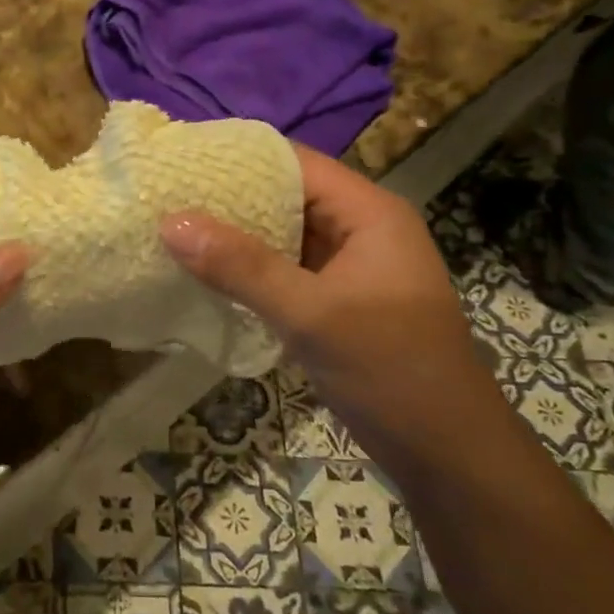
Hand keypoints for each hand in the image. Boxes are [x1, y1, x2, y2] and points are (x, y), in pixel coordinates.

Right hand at [161, 146, 504, 471]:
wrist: (448, 454)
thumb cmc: (390, 371)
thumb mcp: (311, 315)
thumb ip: (240, 267)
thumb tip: (170, 223)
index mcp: (369, 214)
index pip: (296, 163)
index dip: (239, 159)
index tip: (181, 161)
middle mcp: (361, 230)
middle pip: (287, 196)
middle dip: (229, 199)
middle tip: (166, 197)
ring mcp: (351, 269)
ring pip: (283, 236)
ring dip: (236, 236)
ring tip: (173, 229)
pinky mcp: (338, 302)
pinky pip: (286, 271)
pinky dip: (249, 270)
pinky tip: (206, 275)